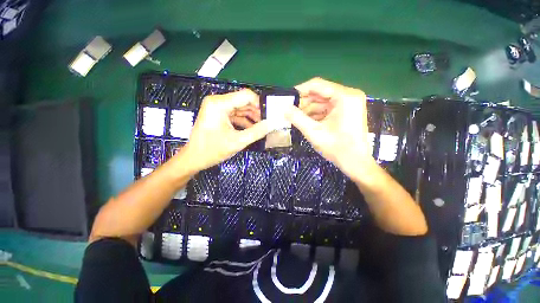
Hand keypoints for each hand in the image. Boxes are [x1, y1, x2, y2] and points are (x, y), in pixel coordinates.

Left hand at [180, 90, 270, 172]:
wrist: (194, 159)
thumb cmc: (212, 150)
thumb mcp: (238, 141)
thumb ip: (257, 132)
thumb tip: (272, 123)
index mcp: (220, 104)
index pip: (246, 96)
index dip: (260, 104)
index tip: (269, 115)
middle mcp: (218, 101)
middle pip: (244, 101)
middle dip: (257, 112)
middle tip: (268, 122)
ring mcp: (217, 108)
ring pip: (241, 108)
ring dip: (252, 117)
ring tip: (262, 127)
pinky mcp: (218, 114)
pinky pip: (235, 114)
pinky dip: (245, 121)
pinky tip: (253, 129)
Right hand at [286, 78, 377, 181]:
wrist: (355, 163)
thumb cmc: (337, 147)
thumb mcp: (313, 132)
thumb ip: (297, 118)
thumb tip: (284, 108)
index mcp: (344, 96)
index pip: (317, 85)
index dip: (300, 90)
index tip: (287, 97)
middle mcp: (349, 95)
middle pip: (320, 93)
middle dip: (304, 103)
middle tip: (289, 110)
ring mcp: (349, 104)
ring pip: (323, 102)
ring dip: (309, 110)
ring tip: (295, 118)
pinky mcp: (347, 112)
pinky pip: (327, 109)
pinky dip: (316, 114)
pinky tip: (306, 121)